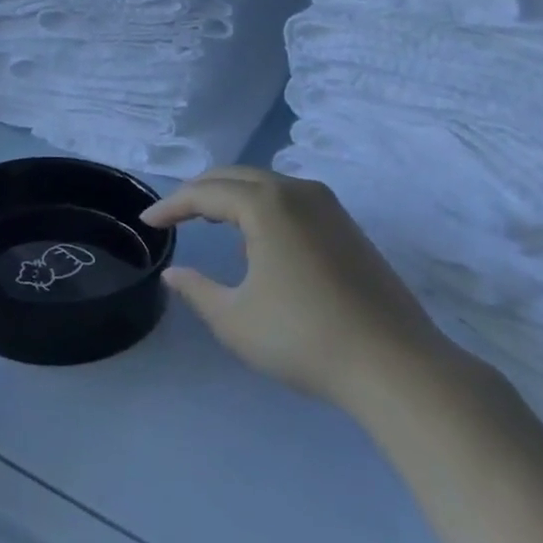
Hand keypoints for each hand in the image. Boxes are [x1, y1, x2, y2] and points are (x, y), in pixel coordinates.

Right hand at [142, 167, 455, 413]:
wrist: (396, 366)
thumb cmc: (304, 338)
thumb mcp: (235, 320)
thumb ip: (197, 290)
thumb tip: (174, 273)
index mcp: (265, 204)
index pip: (204, 193)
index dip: (171, 206)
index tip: (147, 222)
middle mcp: (297, 191)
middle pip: (235, 176)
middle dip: (199, 191)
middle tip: (173, 214)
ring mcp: (328, 206)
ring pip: (266, 184)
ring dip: (232, 196)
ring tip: (209, 220)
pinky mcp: (347, 226)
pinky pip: (290, 199)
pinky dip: (262, 207)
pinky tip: (257, 240)